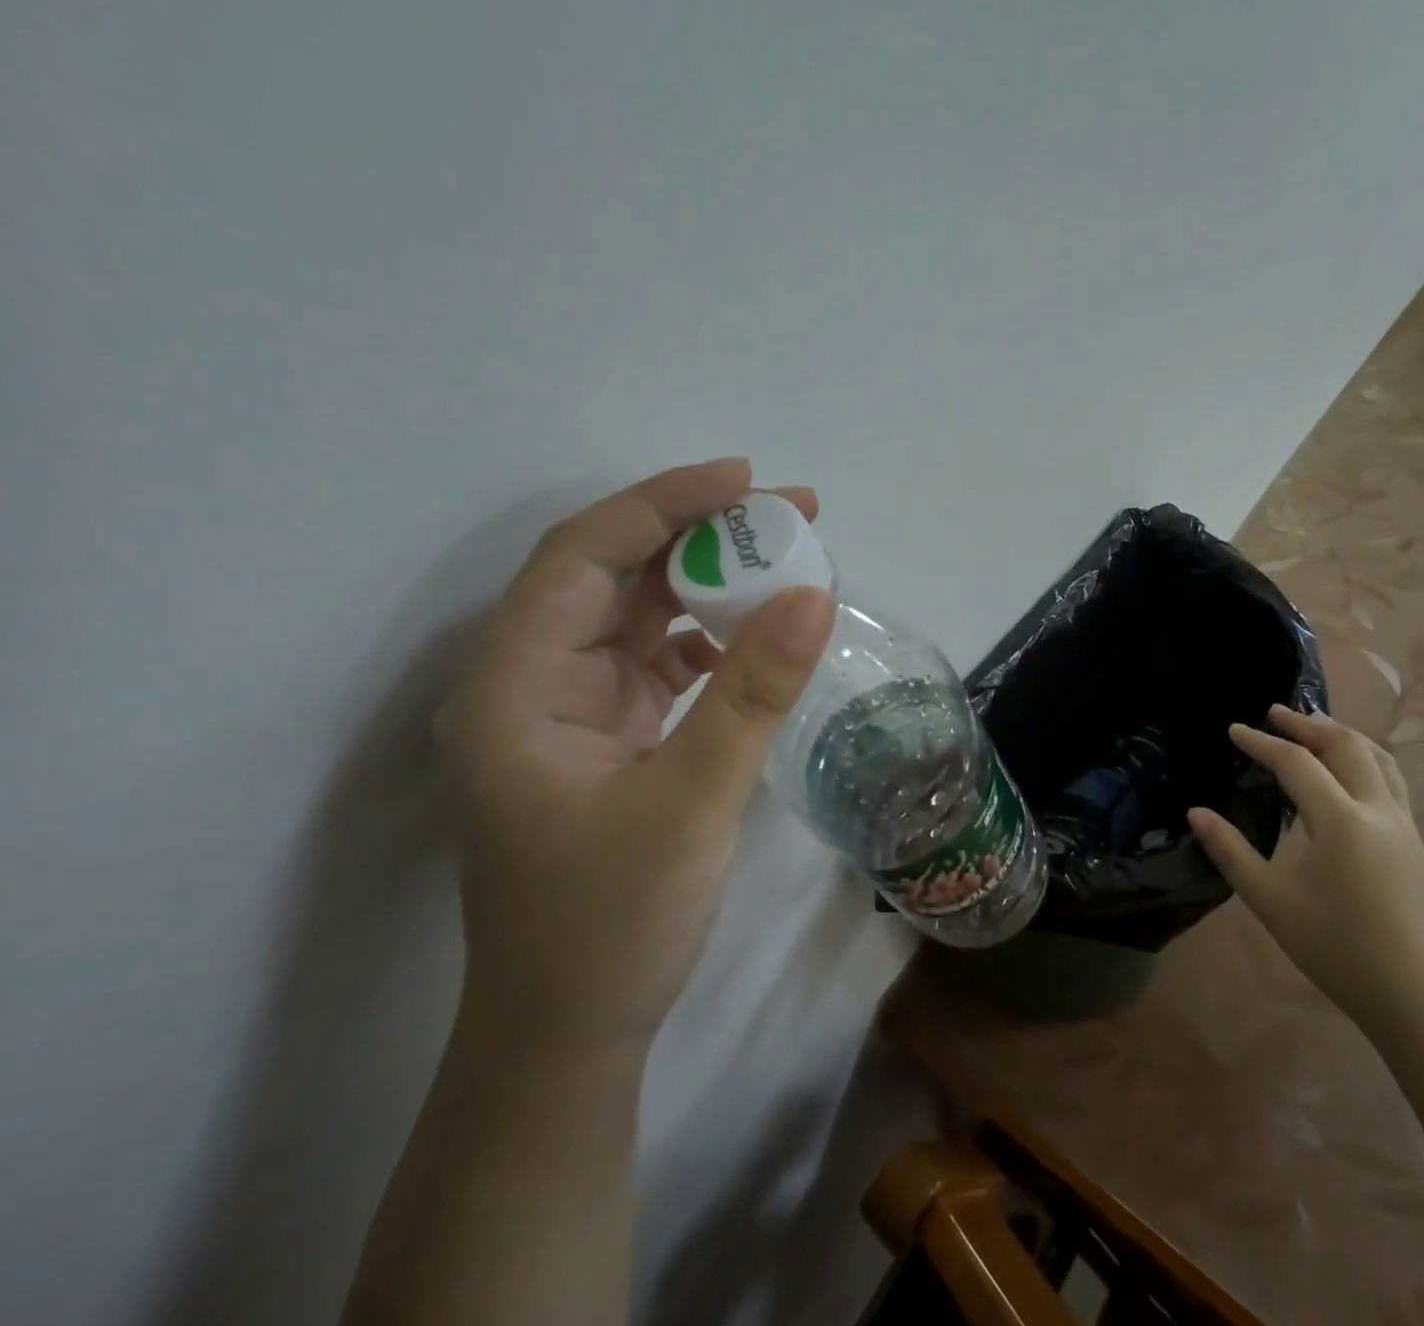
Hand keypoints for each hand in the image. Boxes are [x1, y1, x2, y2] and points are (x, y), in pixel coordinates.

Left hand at [435, 458, 836, 1053]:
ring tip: (787, 565)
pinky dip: (708, 639)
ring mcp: (569, 711)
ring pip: (639, 617)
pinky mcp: (605, 738)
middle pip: (614, 576)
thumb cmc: (613, 923)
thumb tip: (814, 594)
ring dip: (709, 586)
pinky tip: (755, 638)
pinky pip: (658, 662)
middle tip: (791, 516)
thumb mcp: (693, 799)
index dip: (663, 503)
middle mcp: (532, 683)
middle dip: (700, 537)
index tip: (746, 481)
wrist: (572, 1034)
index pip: (583, 555)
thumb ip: (753, 692)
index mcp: (516, 685)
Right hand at [1189, 705, 1423, 1032]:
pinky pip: (1391, 781)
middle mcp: (1378, 811)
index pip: (1296, 763)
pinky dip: (1364, 759)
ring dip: (1343, 735)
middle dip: (1308, 724)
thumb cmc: (1340, 950)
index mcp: (1341, 820)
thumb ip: (1232, 853)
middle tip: (1275, 712)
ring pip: (1378, 759)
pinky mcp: (1417, 845)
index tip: (1234, 729)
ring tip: (1316, 727)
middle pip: (1346, 746)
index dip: (1262, 742)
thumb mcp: (1272, 903)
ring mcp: (1404, 827)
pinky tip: (1350, 777)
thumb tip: (1196, 813)